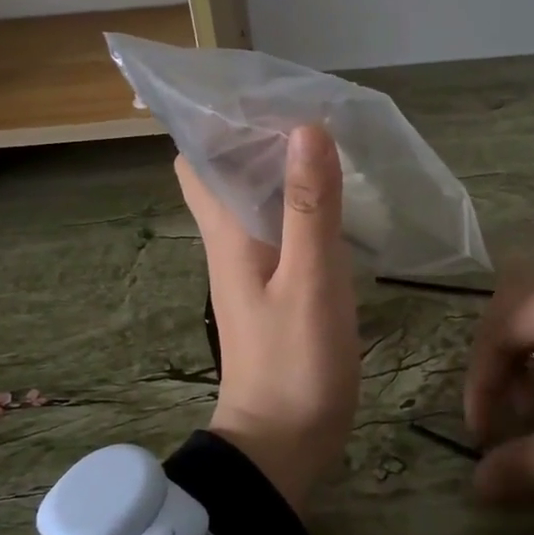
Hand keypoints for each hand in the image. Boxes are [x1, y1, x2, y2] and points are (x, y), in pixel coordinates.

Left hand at [175, 125, 359, 511]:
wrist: (282, 444)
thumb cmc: (294, 364)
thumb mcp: (310, 282)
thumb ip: (310, 207)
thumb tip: (305, 129)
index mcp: (227, 230)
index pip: (198, 158)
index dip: (217, 120)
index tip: (260, 90)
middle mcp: (230, 238)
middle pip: (224, 171)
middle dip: (254, 134)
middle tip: (305, 107)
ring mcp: (251, 263)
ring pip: (254, 195)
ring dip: (280, 164)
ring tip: (327, 137)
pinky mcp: (274, 283)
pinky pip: (280, 223)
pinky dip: (300, 199)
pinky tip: (335, 195)